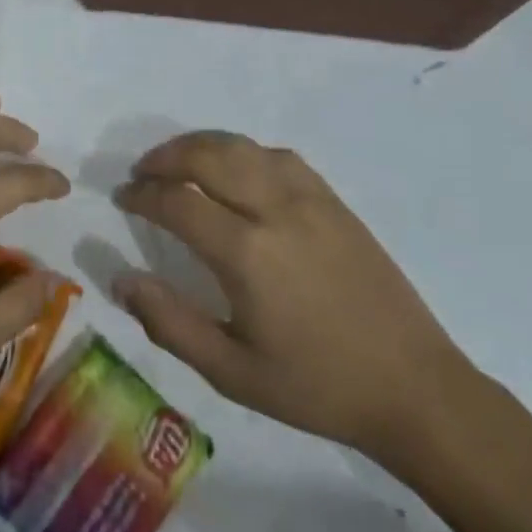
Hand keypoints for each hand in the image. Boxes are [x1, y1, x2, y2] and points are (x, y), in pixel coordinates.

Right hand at [114, 131, 471, 464]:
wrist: (411, 385)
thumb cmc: (315, 386)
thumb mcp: (232, 372)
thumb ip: (169, 322)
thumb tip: (119, 278)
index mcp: (247, 253)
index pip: (178, 201)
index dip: (143, 194)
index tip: (123, 198)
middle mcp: (275, 209)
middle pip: (207, 155)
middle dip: (165, 156)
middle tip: (142, 172)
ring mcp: (310, 198)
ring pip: (242, 146)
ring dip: (201, 145)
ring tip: (178, 162)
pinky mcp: (333, 200)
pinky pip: (278, 156)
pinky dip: (244, 151)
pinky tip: (236, 169)